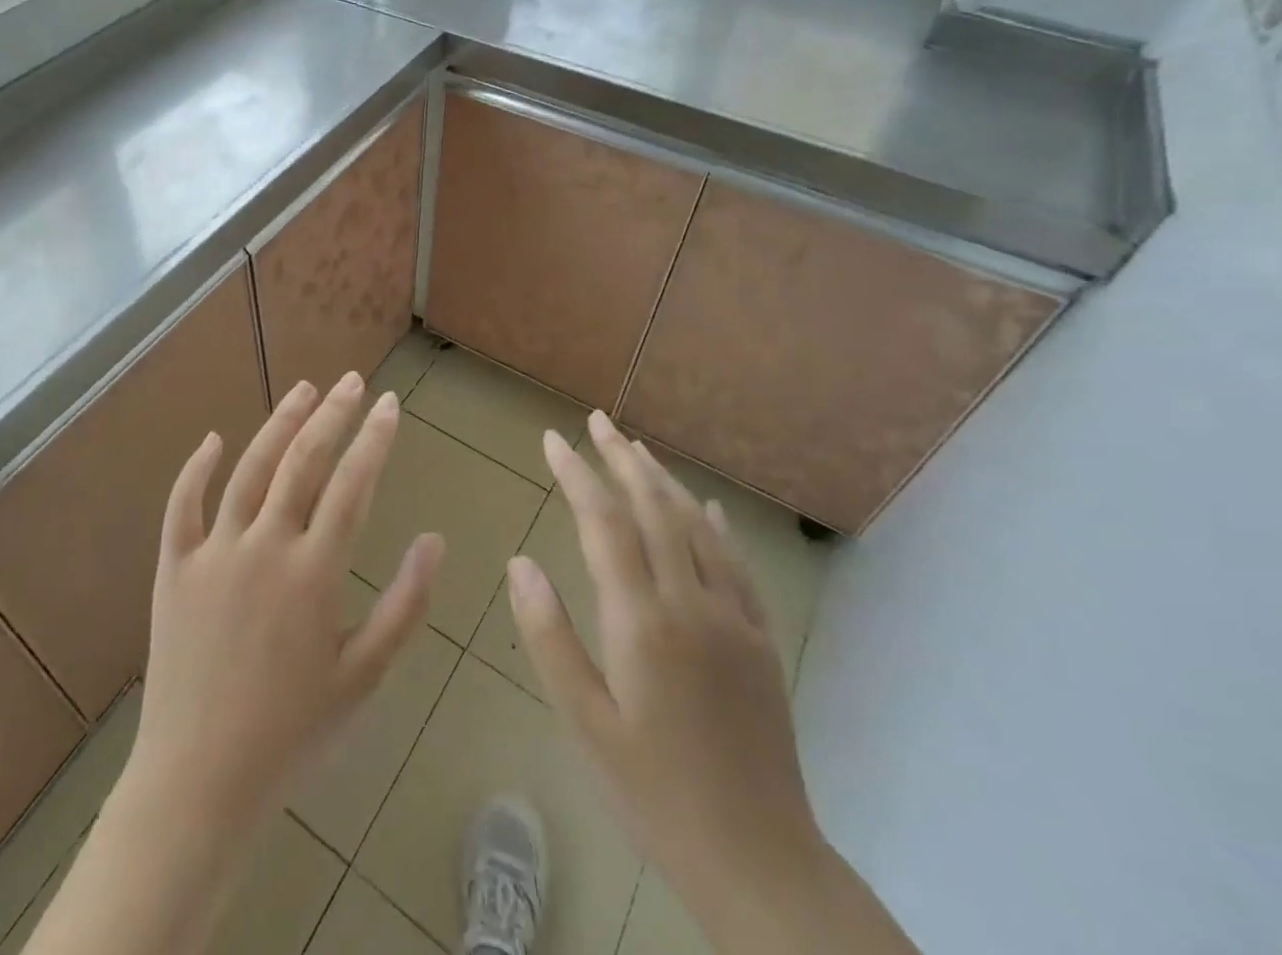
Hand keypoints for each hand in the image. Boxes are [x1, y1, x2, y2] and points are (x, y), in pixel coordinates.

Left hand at [121, 373, 444, 837]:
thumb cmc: (293, 732)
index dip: (374, 438)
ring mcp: (214, 551)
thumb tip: (434, 539)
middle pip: (304, 461)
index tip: (389, 403)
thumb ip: (405, 604)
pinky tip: (214, 439)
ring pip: (250, 469)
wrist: (200, 780)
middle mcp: (265, 545)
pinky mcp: (173, 567)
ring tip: (304, 390)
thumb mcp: (364, 676)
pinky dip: (197, 468)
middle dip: (333, 415)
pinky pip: (182, 505)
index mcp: (314, 571)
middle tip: (353, 382)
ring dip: (279, 424)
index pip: (353, 484)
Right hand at [507, 413, 819, 920]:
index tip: (553, 439)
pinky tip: (704, 508)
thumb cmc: (653, 792)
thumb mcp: (584, 721)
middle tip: (598, 420)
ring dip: (663, 481)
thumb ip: (549, 635)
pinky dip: (714, 526)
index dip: (577, 474)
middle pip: (653, 509)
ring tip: (637, 448)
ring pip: (695, 527)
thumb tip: (520, 562)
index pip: (604, 524)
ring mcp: (734, 619)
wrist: (759, 860)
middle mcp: (691, 603)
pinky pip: (736, 565)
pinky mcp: (761, 641)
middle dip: (621, 459)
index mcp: (642, 621)